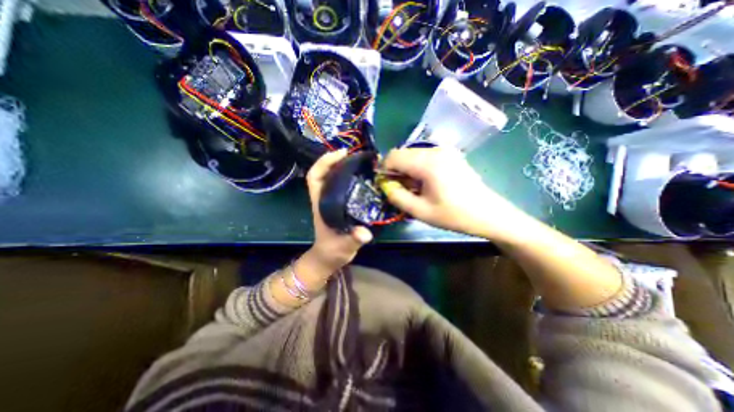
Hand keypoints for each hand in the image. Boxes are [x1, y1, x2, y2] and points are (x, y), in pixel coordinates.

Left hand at [305, 150, 373, 271]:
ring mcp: (333, 200)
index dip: (324, 162)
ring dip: (345, 167)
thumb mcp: (343, 246)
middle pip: (325, 172)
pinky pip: (344, 185)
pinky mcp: (341, 204)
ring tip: (362, 162)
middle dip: (337, 160)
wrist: (330, 257)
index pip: (315, 176)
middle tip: (356, 154)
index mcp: (321, 203)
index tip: (341, 154)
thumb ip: (353, 239)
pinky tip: (365, 177)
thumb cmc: (332, 250)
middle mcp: (325, 198)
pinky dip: (352, 178)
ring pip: (335, 177)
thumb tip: (364, 233)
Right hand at [381, 147, 530, 240]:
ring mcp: (444, 150)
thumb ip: (396, 196)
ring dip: (406, 169)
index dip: (384, 169)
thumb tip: (385, 184)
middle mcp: (435, 150)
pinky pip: (424, 156)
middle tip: (399, 189)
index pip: (393, 156)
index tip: (385, 184)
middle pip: (402, 153)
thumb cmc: (453, 215)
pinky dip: (417, 167)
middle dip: (395, 170)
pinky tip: (425, 182)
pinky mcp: (450, 154)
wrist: (487, 213)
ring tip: (413, 188)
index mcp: (427, 163)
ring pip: (413, 154)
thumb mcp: (420, 211)